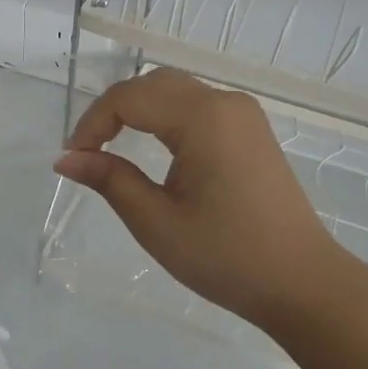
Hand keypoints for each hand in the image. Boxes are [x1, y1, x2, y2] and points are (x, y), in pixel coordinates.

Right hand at [54, 69, 361, 337]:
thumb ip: (109, 180)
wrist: (302, 284)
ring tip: (111, 147)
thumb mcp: (156, 222)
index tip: (73, 158)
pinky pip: (197, 106)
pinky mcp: (251, 131)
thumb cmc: (226, 256)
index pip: (129, 98)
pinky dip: (164, 116)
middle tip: (87, 151)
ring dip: (137, 110)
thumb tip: (65, 158)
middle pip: (152, 84)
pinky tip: (152, 146)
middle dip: (112, 111)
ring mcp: (243, 114)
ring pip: (174, 91)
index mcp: (203, 118)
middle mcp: (225, 102)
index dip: (93, 122)